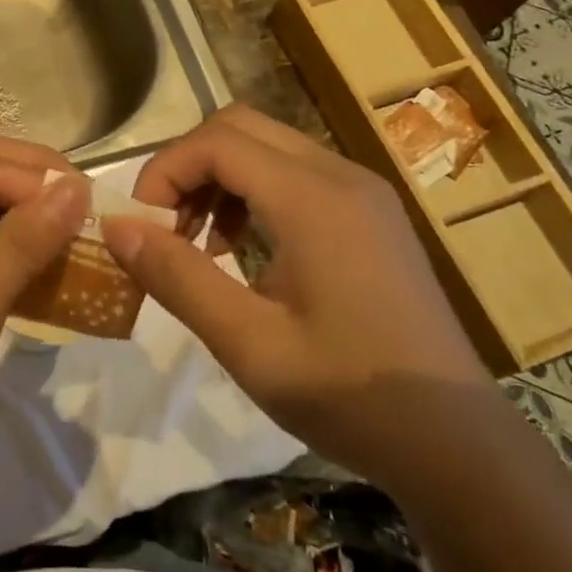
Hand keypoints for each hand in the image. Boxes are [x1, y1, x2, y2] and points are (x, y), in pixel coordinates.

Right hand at [100, 105, 493, 489]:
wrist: (457, 443)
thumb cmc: (350, 395)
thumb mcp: (248, 343)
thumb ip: (176, 276)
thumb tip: (114, 225)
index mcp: (313, 199)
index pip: (216, 141)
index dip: (164, 171)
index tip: (142, 227)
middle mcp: (340, 175)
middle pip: (239, 127)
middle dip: (187, 167)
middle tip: (166, 229)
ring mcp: (362, 191)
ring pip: (266, 146)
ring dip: (218, 178)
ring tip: (199, 244)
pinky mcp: (370, 212)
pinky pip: (294, 173)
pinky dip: (252, 192)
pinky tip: (243, 249)